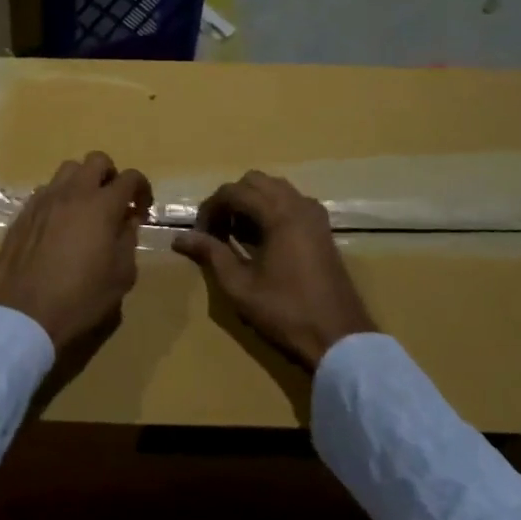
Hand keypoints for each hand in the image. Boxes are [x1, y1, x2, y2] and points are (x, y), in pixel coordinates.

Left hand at [0, 152, 152, 349]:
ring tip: (85, 210)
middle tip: (114, 201)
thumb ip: (128, 241)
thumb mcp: (120, 276)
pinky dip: (59, 199)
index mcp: (101, 206)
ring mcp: (43, 200)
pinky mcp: (22, 214)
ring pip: (66, 170)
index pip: (129, 178)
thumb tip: (127, 222)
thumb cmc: (80, 298)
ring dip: (82, 182)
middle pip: (95, 160)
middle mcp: (71, 193)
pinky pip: (45, 192)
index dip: (142, 187)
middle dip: (111, 175)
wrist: (24, 314)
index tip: (142, 208)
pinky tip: (59, 225)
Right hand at [172, 170, 374, 368]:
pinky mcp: (323, 229)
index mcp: (279, 214)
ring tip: (237, 234)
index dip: (210, 208)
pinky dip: (271, 209)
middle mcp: (298, 204)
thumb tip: (180, 238)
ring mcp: (315, 215)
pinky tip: (262, 239)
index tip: (199, 234)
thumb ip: (211, 254)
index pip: (234, 191)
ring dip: (251, 202)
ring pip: (275, 188)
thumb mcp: (240, 286)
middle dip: (230, 199)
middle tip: (217, 230)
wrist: (340, 338)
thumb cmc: (286, 312)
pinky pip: (291, 202)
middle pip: (255, 181)